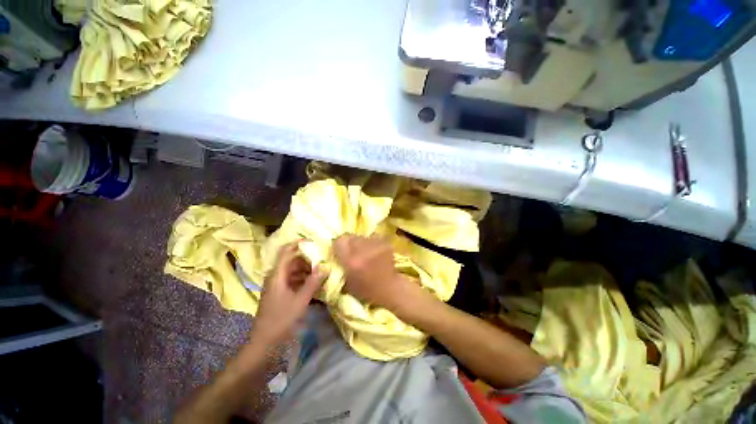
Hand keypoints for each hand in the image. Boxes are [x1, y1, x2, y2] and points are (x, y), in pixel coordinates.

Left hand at [251, 242, 326, 344]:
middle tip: (323, 259)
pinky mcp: (280, 292)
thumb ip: (313, 282)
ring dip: (307, 269)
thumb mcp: (300, 300)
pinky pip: (293, 279)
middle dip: (308, 258)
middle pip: (292, 260)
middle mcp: (276, 276)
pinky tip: (315, 283)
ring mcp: (278, 285)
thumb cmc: (281, 320)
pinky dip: (304, 279)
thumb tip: (326, 266)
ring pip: (294, 270)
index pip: (286, 251)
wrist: (264, 343)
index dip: (298, 244)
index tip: (314, 242)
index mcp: (277, 275)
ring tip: (322, 271)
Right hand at [334, 235, 415, 310]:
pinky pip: (372, 238)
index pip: (339, 241)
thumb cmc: (367, 290)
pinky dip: (370, 243)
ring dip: (360, 243)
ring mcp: (375, 245)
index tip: (339, 250)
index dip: (338, 245)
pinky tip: (373, 252)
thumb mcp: (347, 282)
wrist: (390, 288)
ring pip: (361, 236)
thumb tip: (335, 254)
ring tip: (364, 252)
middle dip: (348, 242)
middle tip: (351, 251)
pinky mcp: (384, 242)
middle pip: (350, 236)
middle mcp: (363, 249)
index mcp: (351, 261)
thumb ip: (340, 265)